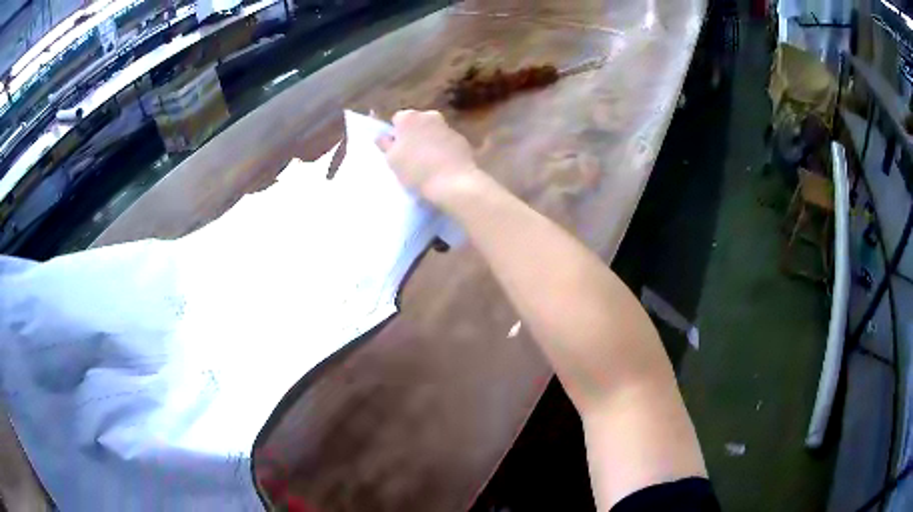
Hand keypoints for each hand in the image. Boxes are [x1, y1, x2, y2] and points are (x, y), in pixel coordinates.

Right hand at [377, 110, 480, 207]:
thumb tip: (383, 137)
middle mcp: (430, 115)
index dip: (396, 134)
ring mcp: (448, 127)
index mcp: (409, 117)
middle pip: (417, 123)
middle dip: (414, 135)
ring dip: (429, 142)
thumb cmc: (416, 170)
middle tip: (410, 157)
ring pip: (433, 131)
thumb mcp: (392, 160)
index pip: (397, 119)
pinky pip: (447, 142)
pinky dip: (444, 149)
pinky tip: (443, 166)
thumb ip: (386, 145)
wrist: (454, 182)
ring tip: (428, 164)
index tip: (396, 150)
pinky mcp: (462, 140)